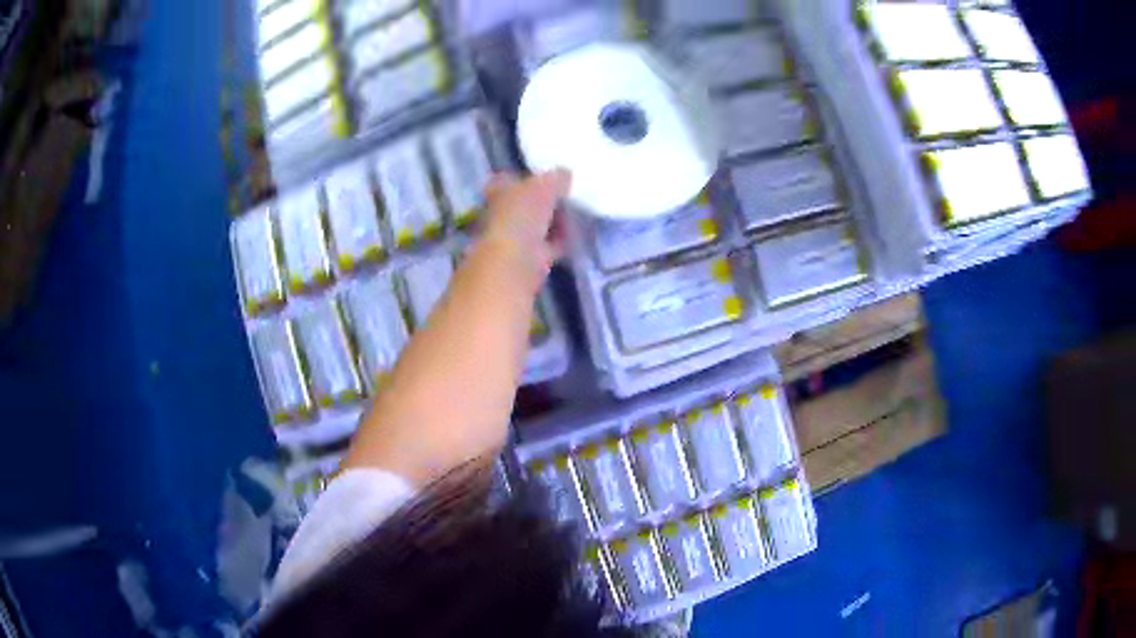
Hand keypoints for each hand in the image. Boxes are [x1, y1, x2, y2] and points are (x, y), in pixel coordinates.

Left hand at [480, 169, 571, 282]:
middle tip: (568, 196)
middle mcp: (501, 213)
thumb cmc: (522, 215)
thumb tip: (565, 173)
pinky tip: (576, 236)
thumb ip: (556, 178)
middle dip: (544, 201)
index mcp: (498, 191)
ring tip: (576, 214)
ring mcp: (514, 237)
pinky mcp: (528, 258)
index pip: (509, 179)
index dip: (527, 177)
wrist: (514, 262)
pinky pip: (548, 244)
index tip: (548, 177)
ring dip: (554, 221)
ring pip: (537, 224)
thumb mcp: (544, 186)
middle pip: (525, 203)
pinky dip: (560, 240)